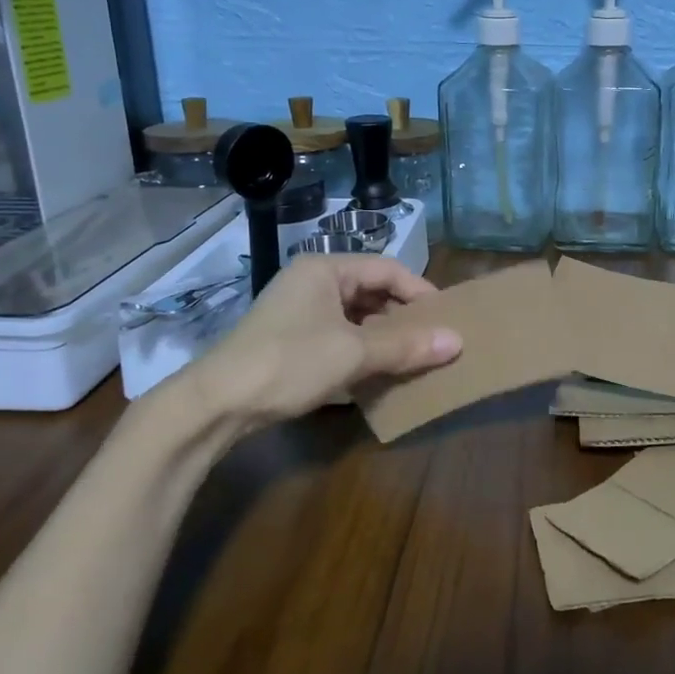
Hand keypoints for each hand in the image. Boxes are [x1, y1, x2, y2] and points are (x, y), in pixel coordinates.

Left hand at [193, 255, 461, 427]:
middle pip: (371, 292)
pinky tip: (377, 375)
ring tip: (412, 359)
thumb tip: (457, 342)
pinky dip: (360, 352)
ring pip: (355, 318)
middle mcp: (311, 283)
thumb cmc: (289, 362)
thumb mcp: (354, 352)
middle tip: (433, 341)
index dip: (420, 292)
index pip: (387, 269)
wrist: (217, 404)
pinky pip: (337, 337)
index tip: (446, 319)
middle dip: (403, 317)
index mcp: (325, 269)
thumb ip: (406, 345)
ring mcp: (298, 312)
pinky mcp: (289, 341)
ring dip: (383, 338)